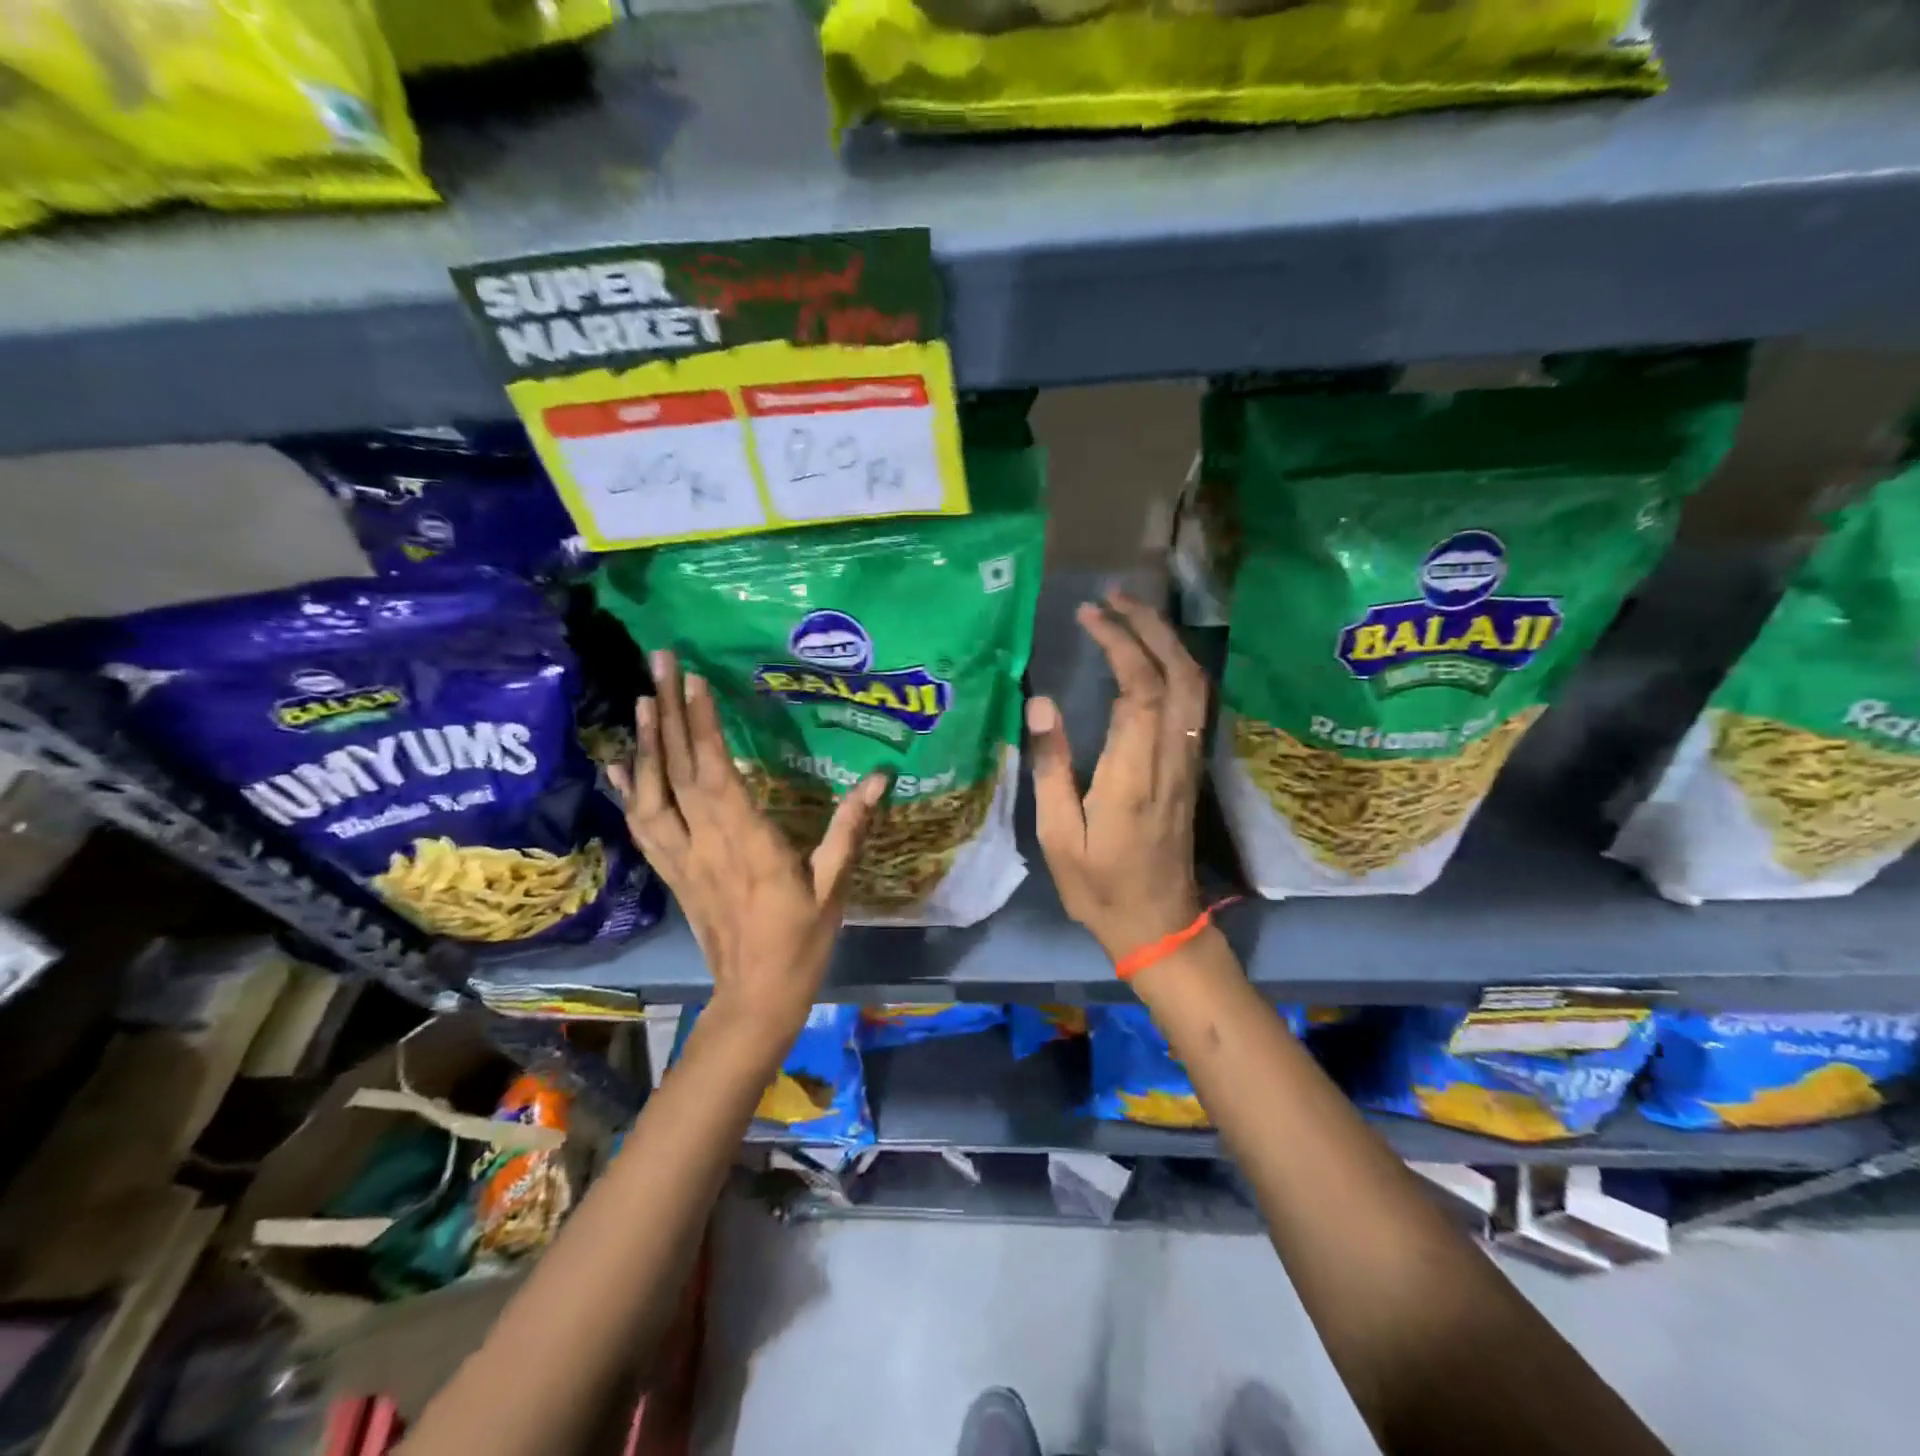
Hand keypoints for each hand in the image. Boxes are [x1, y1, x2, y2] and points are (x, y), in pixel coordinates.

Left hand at [607, 650, 887, 1036]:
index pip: (717, 773)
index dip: (702, 725)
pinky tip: (622, 764)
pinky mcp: (673, 873)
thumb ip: (850, 829)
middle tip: (658, 661)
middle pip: (678, 771)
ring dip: (646, 745)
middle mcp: (706, 843)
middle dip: (668, 714)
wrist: (755, 997)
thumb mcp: (833, 886)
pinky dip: (630, 791)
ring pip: (653, 794)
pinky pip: (645, 826)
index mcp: (748, 843)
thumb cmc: (800, 942)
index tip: (693, 680)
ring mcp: (682, 859)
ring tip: (643, 699)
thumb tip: (880, 778)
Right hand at [1027, 591, 1207, 962]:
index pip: (1141, 689)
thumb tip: (1042, 703)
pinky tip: (1152, 658)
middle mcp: (1170, 758)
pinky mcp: (1190, 768)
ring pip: (1195, 687)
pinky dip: (1176, 668)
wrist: (1159, 924)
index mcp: (1133, 774)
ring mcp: (1187, 762)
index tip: (1090, 615)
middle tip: (1114, 598)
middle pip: (1179, 675)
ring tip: (1131, 616)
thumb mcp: (1058, 835)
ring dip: (1168, 643)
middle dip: (1151, 627)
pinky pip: (1194, 705)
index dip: (1120, 643)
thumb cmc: (1100, 886)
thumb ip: (1051, 766)